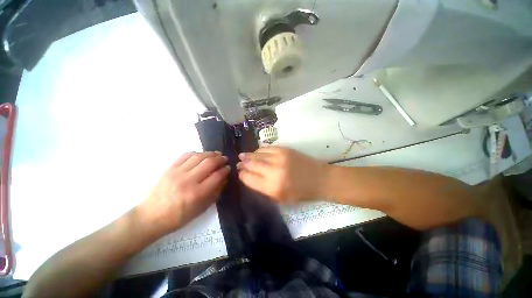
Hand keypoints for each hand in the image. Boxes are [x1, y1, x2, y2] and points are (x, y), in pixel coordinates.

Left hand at [139, 152, 229, 235]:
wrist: (150, 216)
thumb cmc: (179, 217)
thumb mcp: (201, 209)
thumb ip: (215, 192)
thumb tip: (224, 178)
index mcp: (197, 194)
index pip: (217, 176)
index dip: (225, 170)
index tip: (228, 168)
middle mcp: (188, 181)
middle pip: (209, 163)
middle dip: (220, 159)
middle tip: (225, 159)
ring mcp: (177, 173)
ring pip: (198, 157)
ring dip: (210, 154)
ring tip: (216, 154)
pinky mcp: (169, 168)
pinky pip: (185, 155)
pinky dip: (196, 153)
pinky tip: (201, 155)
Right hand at [237, 146, 329, 203]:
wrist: (320, 179)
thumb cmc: (301, 193)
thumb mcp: (281, 199)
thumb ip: (263, 189)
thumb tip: (250, 178)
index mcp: (272, 187)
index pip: (249, 179)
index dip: (242, 175)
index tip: (240, 173)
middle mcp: (273, 171)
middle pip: (251, 164)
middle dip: (242, 164)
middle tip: (239, 163)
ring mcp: (279, 158)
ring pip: (257, 154)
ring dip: (248, 155)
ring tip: (243, 156)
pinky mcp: (284, 149)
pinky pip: (266, 148)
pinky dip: (259, 150)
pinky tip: (256, 152)